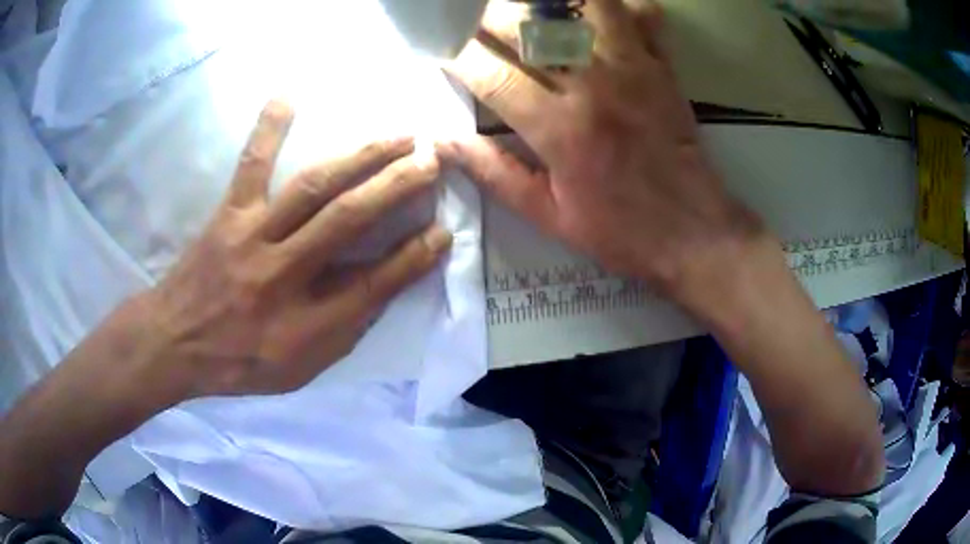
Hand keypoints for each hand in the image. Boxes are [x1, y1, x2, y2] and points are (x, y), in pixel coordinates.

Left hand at [136, 101, 450, 397]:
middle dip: (397, 187)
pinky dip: (270, 128)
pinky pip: (251, 165)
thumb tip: (386, 286)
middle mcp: (281, 274)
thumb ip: (344, 330)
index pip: (373, 285)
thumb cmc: (240, 363)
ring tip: (398, 135)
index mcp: (303, 324)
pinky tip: (289, 95)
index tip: (444, 232)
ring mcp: (252, 236)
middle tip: (431, 160)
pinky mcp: (228, 214)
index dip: (413, 257)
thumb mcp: (300, 368)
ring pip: (312, 187)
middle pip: (347, 220)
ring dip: (361, 156)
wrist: (175, 343)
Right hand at [439, 0, 761, 305]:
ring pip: (585, 7)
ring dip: (550, 1)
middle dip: (491, 17)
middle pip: (530, 26)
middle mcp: (594, 86)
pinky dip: (621, 5)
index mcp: (560, 129)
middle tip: (479, 24)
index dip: (459, 59)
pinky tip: (597, 13)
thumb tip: (442, 142)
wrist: (694, 233)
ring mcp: (633, 69)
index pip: (492, 75)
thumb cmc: (621, 231)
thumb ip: (494, 173)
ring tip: (532, 9)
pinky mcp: (663, 67)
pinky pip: (642, 16)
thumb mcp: (549, 216)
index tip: (445, 54)